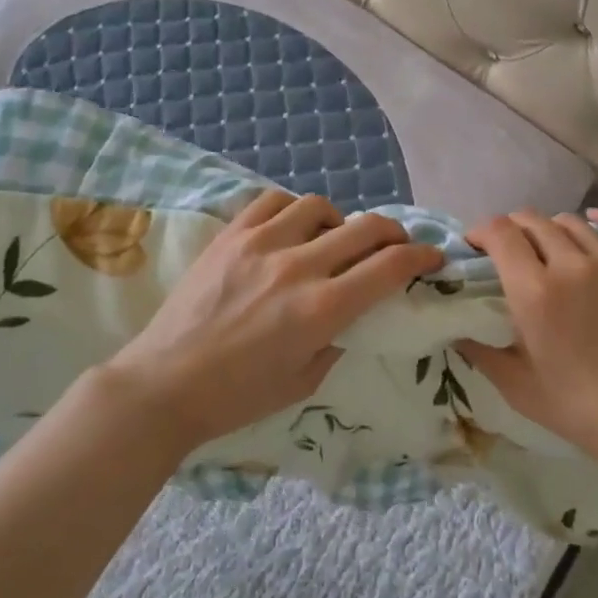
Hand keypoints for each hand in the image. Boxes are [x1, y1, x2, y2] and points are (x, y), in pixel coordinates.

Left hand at [98, 191, 443, 452]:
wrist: (165, 384)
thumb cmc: (238, 396)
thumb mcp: (305, 382)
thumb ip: (338, 340)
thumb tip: (352, 310)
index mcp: (322, 309)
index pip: (390, 266)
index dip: (421, 256)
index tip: (432, 256)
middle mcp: (298, 267)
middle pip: (365, 227)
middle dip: (393, 232)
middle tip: (394, 243)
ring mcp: (262, 244)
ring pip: (319, 205)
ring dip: (338, 220)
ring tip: (331, 237)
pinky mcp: (231, 235)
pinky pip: (272, 201)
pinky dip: (292, 209)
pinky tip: (290, 227)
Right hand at [458, 209, 597, 475]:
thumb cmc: (579, 407)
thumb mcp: (516, 385)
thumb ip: (480, 351)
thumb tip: (455, 329)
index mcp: (533, 291)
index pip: (500, 233)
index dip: (481, 231)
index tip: (475, 246)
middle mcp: (569, 264)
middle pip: (532, 221)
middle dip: (512, 229)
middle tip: (508, 249)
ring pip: (571, 222)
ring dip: (550, 228)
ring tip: (548, 246)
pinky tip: (594, 219)